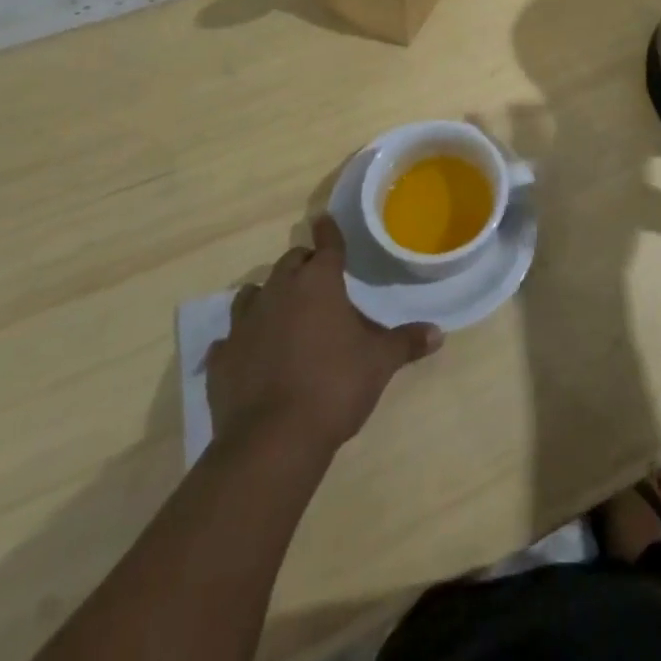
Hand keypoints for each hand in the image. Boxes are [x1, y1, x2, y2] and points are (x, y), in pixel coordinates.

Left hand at [207, 216, 442, 454]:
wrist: (272, 441)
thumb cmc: (334, 387)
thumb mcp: (380, 363)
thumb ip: (406, 343)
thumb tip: (438, 333)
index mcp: (318, 283)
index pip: (326, 244)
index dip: (328, 231)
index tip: (325, 220)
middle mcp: (279, 292)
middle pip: (289, 263)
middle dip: (303, 265)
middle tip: (317, 278)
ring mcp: (245, 324)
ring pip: (253, 293)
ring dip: (268, 296)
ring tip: (281, 310)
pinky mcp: (222, 359)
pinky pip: (230, 339)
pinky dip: (242, 341)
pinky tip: (249, 354)